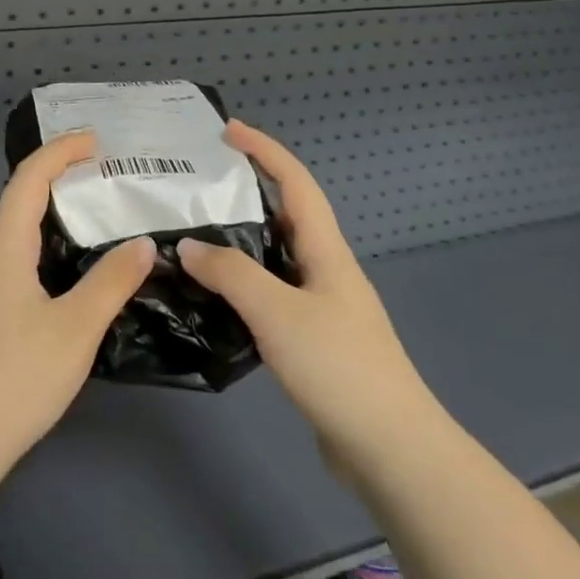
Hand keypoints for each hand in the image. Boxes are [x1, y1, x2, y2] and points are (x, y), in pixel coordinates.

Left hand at [0, 131, 154, 487]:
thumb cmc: (14, 378)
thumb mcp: (75, 328)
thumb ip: (111, 281)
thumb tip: (142, 243)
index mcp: (3, 246)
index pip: (29, 178)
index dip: (61, 151)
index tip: (96, 140)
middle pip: (17, 201)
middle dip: (57, 179)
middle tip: (102, 179)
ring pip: (13, 235)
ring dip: (48, 217)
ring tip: (91, 221)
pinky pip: (11, 262)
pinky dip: (41, 250)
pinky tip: (64, 277)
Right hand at [177, 121, 442, 477]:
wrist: (390, 448)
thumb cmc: (339, 367)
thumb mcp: (278, 312)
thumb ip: (231, 274)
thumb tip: (189, 245)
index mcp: (326, 251)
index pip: (296, 182)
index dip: (264, 150)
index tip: (227, 130)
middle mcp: (327, 270)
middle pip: (287, 215)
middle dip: (248, 191)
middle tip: (199, 187)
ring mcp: (323, 306)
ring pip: (277, 258)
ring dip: (242, 241)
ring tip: (197, 236)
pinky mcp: (315, 340)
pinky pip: (273, 294)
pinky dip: (244, 284)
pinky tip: (217, 298)